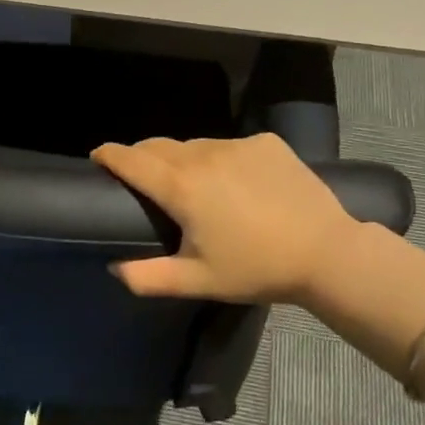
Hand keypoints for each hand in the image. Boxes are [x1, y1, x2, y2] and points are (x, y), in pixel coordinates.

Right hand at [90, 133, 359, 303]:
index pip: (130, 159)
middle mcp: (203, 155)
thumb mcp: (196, 281)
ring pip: (193, 145)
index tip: (97, 158)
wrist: (327, 253)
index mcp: (181, 187)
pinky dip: (219, 160)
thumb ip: (147, 277)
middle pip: (157, 146)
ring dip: (181, 160)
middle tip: (140, 179)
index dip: (108, 155)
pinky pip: (228, 146)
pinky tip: (235, 184)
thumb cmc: (256, 269)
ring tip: (191, 185)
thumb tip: (114, 268)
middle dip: (140, 157)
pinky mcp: (266, 143)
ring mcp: (237, 145)